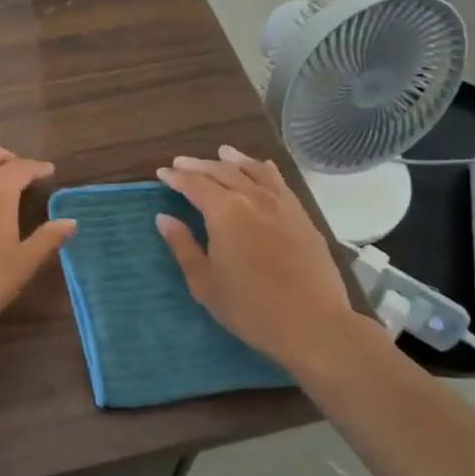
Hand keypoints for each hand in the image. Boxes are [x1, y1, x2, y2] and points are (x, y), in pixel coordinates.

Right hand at [156, 146, 365, 370]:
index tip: (161, 173)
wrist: (313, 323)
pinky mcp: (302, 216)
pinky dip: (264, 170)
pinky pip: (279, 182)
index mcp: (224, 212)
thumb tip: (164, 218)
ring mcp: (281, 204)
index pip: (194, 184)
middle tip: (181, 162)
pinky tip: (262, 167)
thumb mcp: (205, 282)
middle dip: (199, 166)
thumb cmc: (249, 307)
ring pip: (253, 171)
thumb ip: (183, 246)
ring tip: (221, 152)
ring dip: (233, 160)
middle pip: (222, 172)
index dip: (176, 178)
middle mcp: (252, 198)